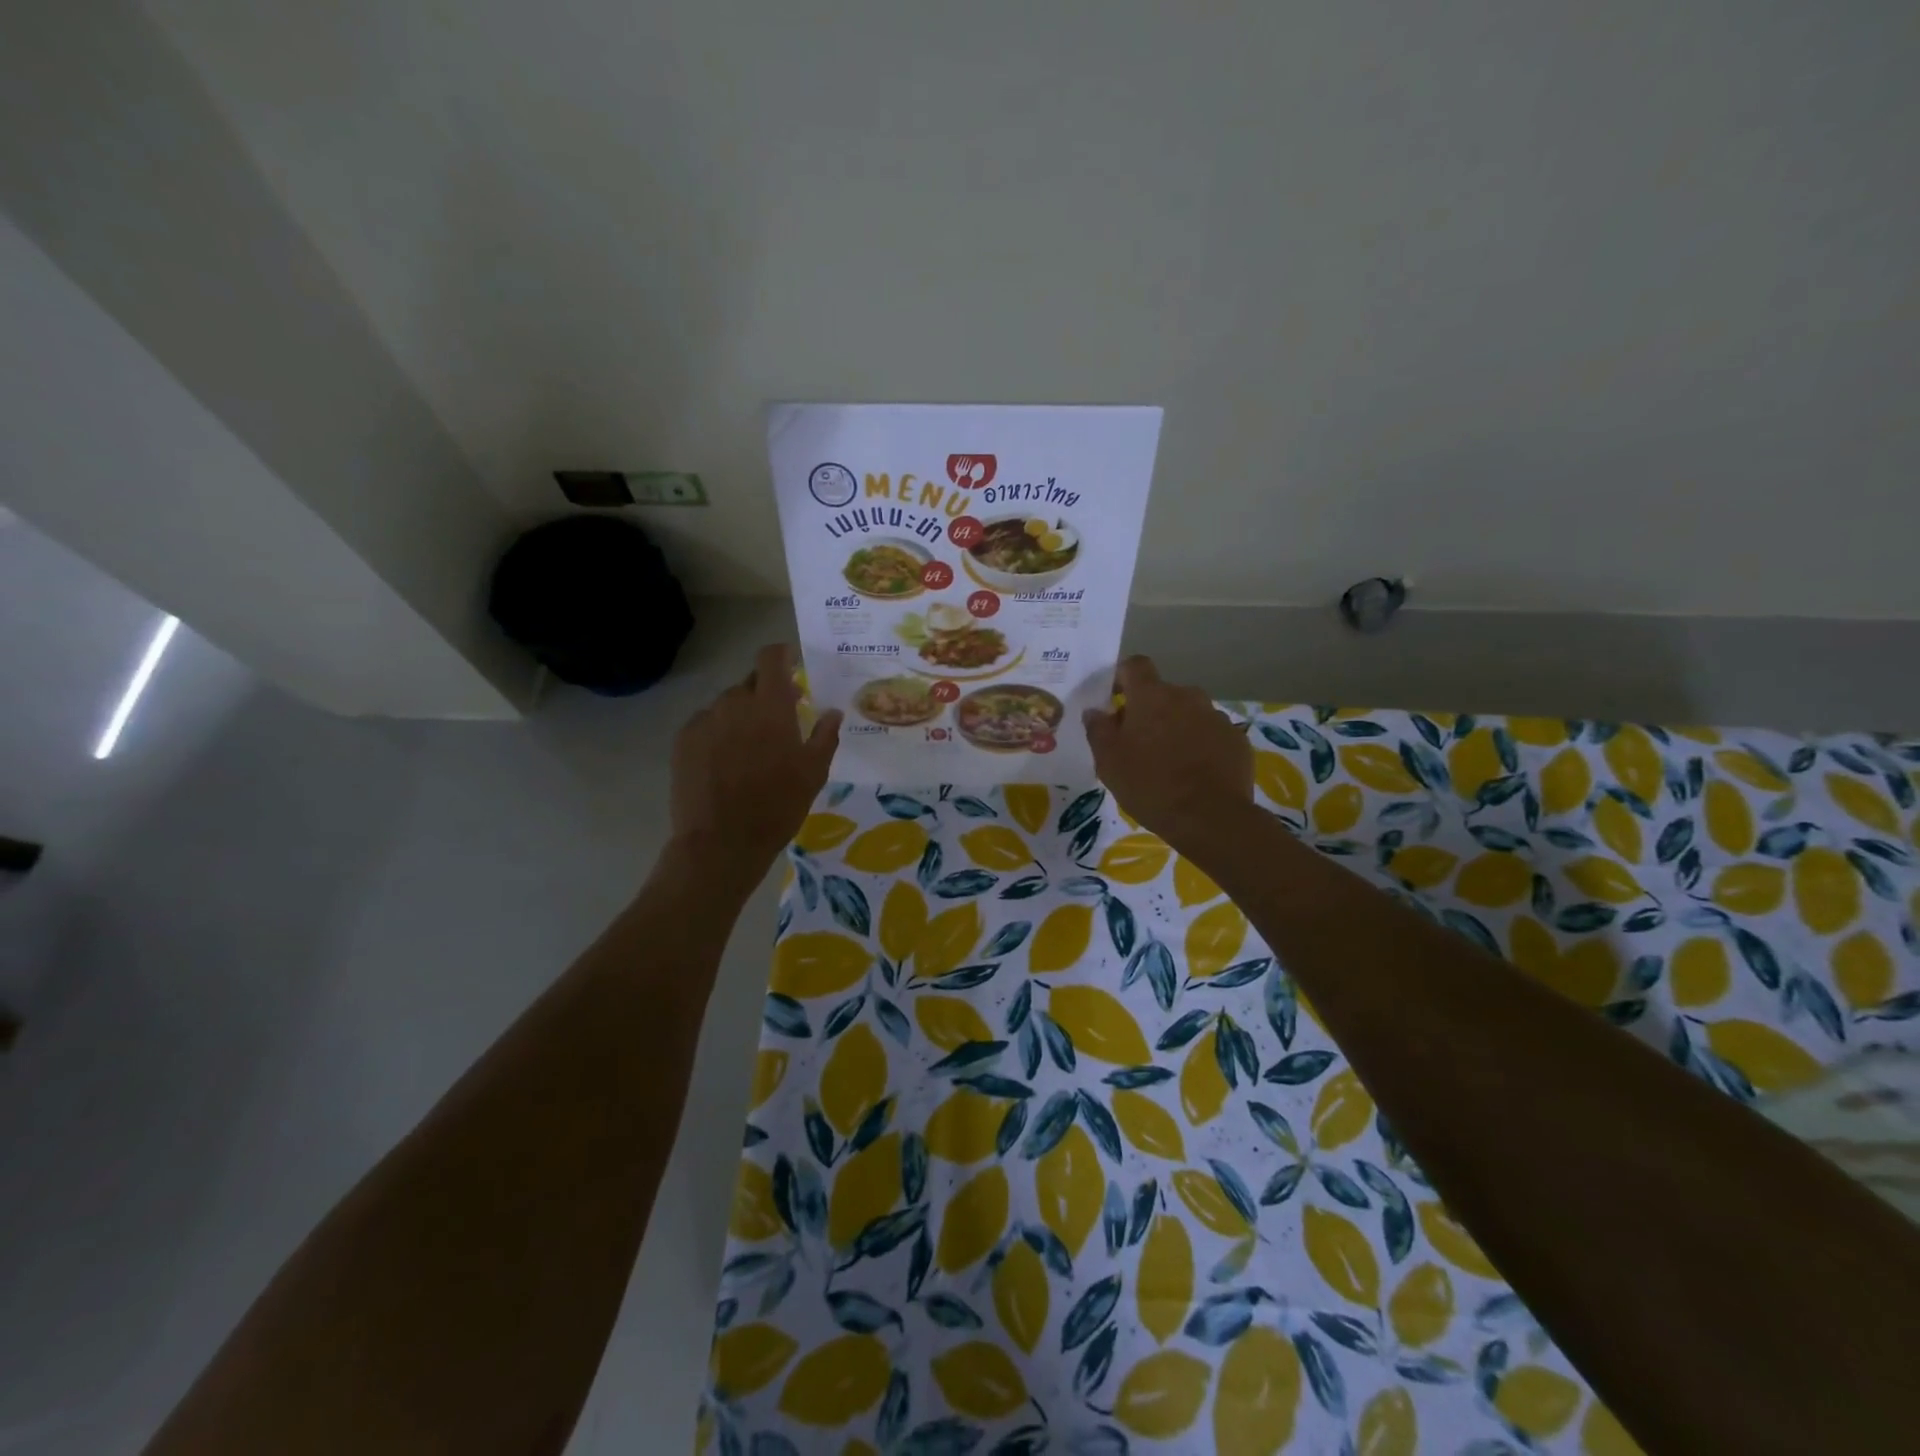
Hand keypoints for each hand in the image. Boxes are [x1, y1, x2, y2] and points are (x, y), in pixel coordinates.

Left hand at [669, 645, 840, 883]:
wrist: (721, 842)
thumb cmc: (777, 806)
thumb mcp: (814, 773)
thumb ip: (825, 736)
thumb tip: (833, 712)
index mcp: (770, 706)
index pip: (771, 658)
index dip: (781, 655)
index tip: (791, 663)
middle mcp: (734, 703)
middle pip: (750, 683)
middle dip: (766, 694)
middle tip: (779, 719)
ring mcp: (705, 721)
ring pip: (727, 705)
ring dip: (741, 715)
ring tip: (750, 748)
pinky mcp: (683, 741)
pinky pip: (706, 724)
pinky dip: (718, 733)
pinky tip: (725, 762)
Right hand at [1083, 656, 1252, 853]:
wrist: (1210, 818)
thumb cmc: (1150, 785)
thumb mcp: (1109, 762)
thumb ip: (1098, 730)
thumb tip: (1095, 711)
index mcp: (1152, 696)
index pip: (1135, 665)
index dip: (1123, 677)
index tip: (1114, 699)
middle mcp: (1187, 696)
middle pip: (1163, 693)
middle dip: (1149, 711)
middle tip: (1138, 743)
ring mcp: (1216, 717)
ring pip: (1188, 714)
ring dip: (1177, 728)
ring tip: (1169, 762)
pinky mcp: (1237, 740)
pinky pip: (1211, 734)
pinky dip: (1201, 746)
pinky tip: (1195, 774)